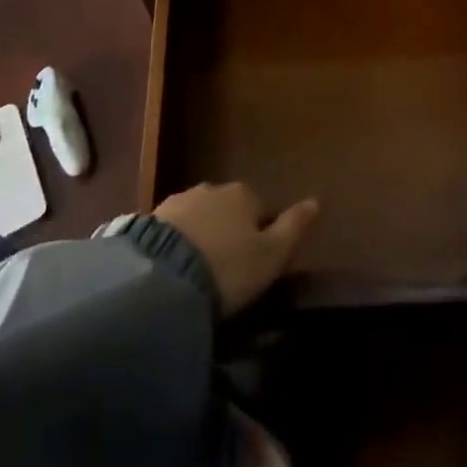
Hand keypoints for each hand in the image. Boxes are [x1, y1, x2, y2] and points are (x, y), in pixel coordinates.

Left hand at [153, 182, 318, 316]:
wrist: (163, 277)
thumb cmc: (229, 267)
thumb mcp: (271, 255)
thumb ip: (294, 227)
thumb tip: (316, 200)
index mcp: (244, 194)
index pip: (261, 207)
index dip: (261, 233)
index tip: (256, 262)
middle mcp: (212, 189)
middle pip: (228, 209)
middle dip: (229, 230)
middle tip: (227, 268)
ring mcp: (179, 201)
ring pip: (199, 216)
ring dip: (201, 235)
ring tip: (198, 272)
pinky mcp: (150, 219)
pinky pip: (172, 230)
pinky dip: (177, 244)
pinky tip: (174, 269)